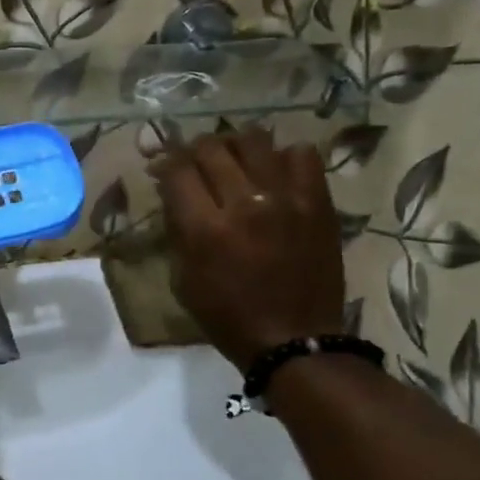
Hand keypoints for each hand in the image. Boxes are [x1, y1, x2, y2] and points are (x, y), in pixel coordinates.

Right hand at [151, 129, 347, 373]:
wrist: (294, 339)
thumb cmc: (228, 317)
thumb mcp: (183, 280)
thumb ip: (177, 231)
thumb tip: (173, 193)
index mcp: (205, 229)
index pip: (177, 170)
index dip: (164, 163)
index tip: (163, 168)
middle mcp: (244, 204)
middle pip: (211, 148)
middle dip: (194, 150)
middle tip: (194, 162)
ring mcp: (285, 198)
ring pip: (253, 140)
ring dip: (235, 145)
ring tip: (233, 158)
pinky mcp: (317, 202)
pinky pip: (301, 154)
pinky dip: (282, 156)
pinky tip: (274, 172)